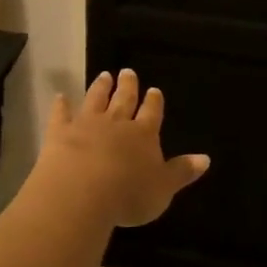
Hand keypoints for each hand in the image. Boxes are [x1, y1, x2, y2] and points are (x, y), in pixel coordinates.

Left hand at [32, 69, 210, 228]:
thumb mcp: (163, 188)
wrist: (81, 193)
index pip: (152, 113)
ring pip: (95, 100)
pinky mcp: (60, 133)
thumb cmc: (128, 195)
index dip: (154, 102)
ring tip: (104, 75)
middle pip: (124, 100)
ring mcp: (86, 125)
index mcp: (144, 135)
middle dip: (128, 86)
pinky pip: (61, 115)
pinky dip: (61, 105)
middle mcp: (117, 123)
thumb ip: (182, 171)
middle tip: (128, 71)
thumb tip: (206, 158)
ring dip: (100, 88)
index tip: (153, 90)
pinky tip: (60, 96)